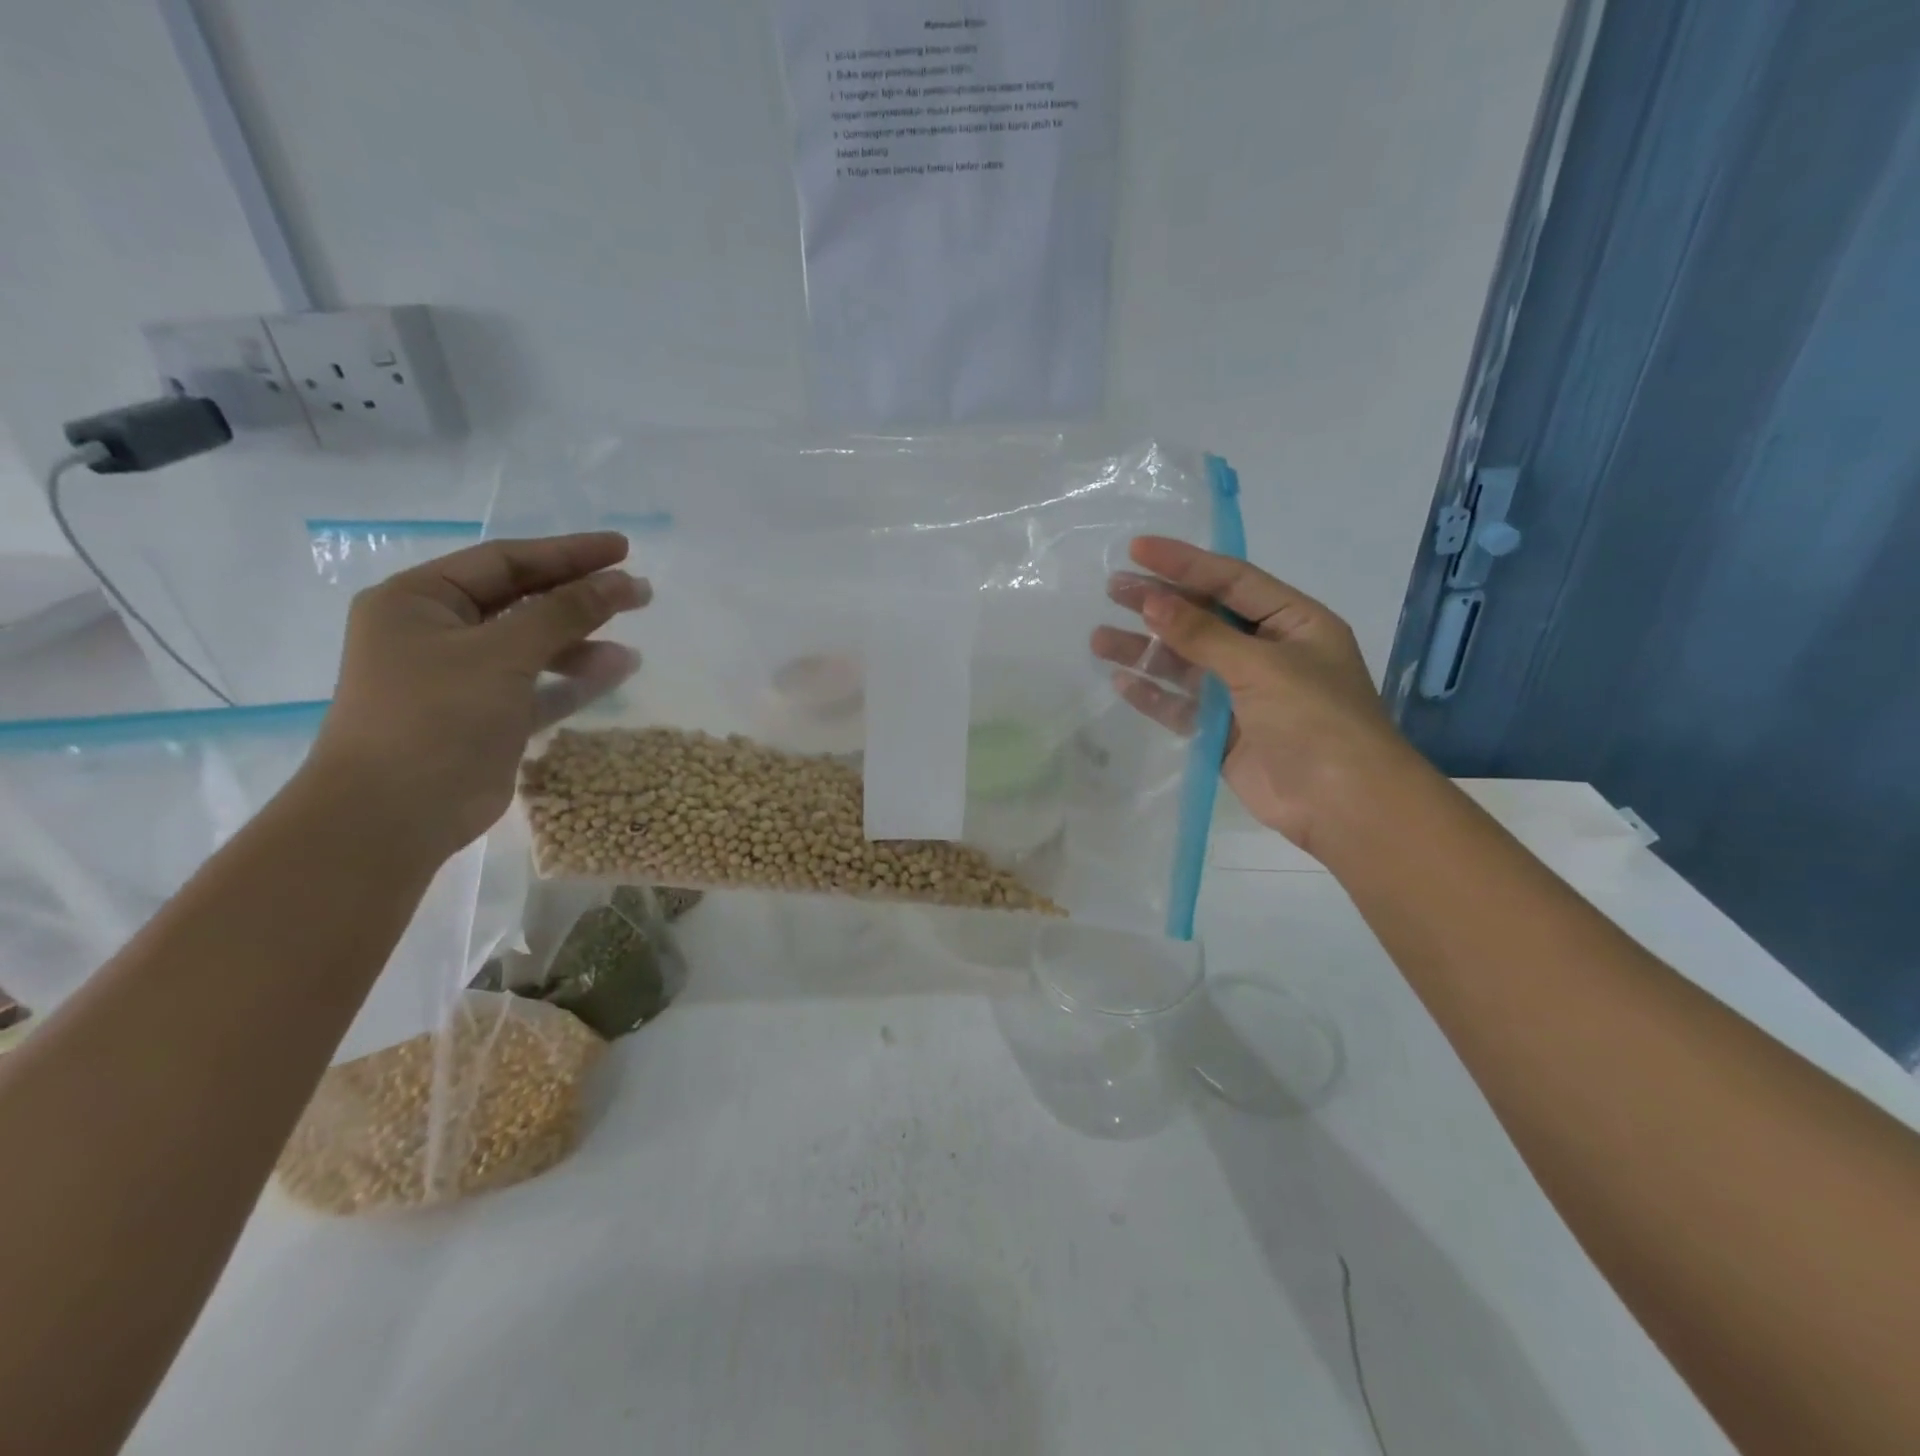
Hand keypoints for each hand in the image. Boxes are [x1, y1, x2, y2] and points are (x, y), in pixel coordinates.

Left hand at [309, 533, 648, 862]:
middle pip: (523, 600)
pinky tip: (617, 670)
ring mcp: (463, 677)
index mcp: (421, 600)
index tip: (623, 549)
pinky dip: (575, 678)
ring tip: (631, 646)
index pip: (505, 561)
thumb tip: (623, 581)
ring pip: (535, 644)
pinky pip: (540, 685)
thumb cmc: (436, 716)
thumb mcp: (503, 653)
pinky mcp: (487, 716)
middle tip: (638, 592)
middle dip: (580, 596)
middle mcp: (439, 632)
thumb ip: (565, 612)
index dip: (567, 553)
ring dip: (583, 641)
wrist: (393, 815)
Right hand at [1091, 536, 1415, 855]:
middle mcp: (1266, 652)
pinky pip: (1181, 706)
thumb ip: (1203, 635)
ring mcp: (1243, 694)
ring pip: (1185, 663)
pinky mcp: (1223, 733)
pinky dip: (1153, 694)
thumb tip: (1152, 602)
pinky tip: (1120, 681)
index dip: (1184, 563)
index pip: (1231, 580)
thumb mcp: (1262, 666)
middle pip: (1203, 618)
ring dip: (1145, 651)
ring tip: (1099, 639)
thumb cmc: (1316, 720)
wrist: (1343, 805)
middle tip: (1111, 589)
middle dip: (1158, 604)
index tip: (1137, 550)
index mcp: (1292, 622)